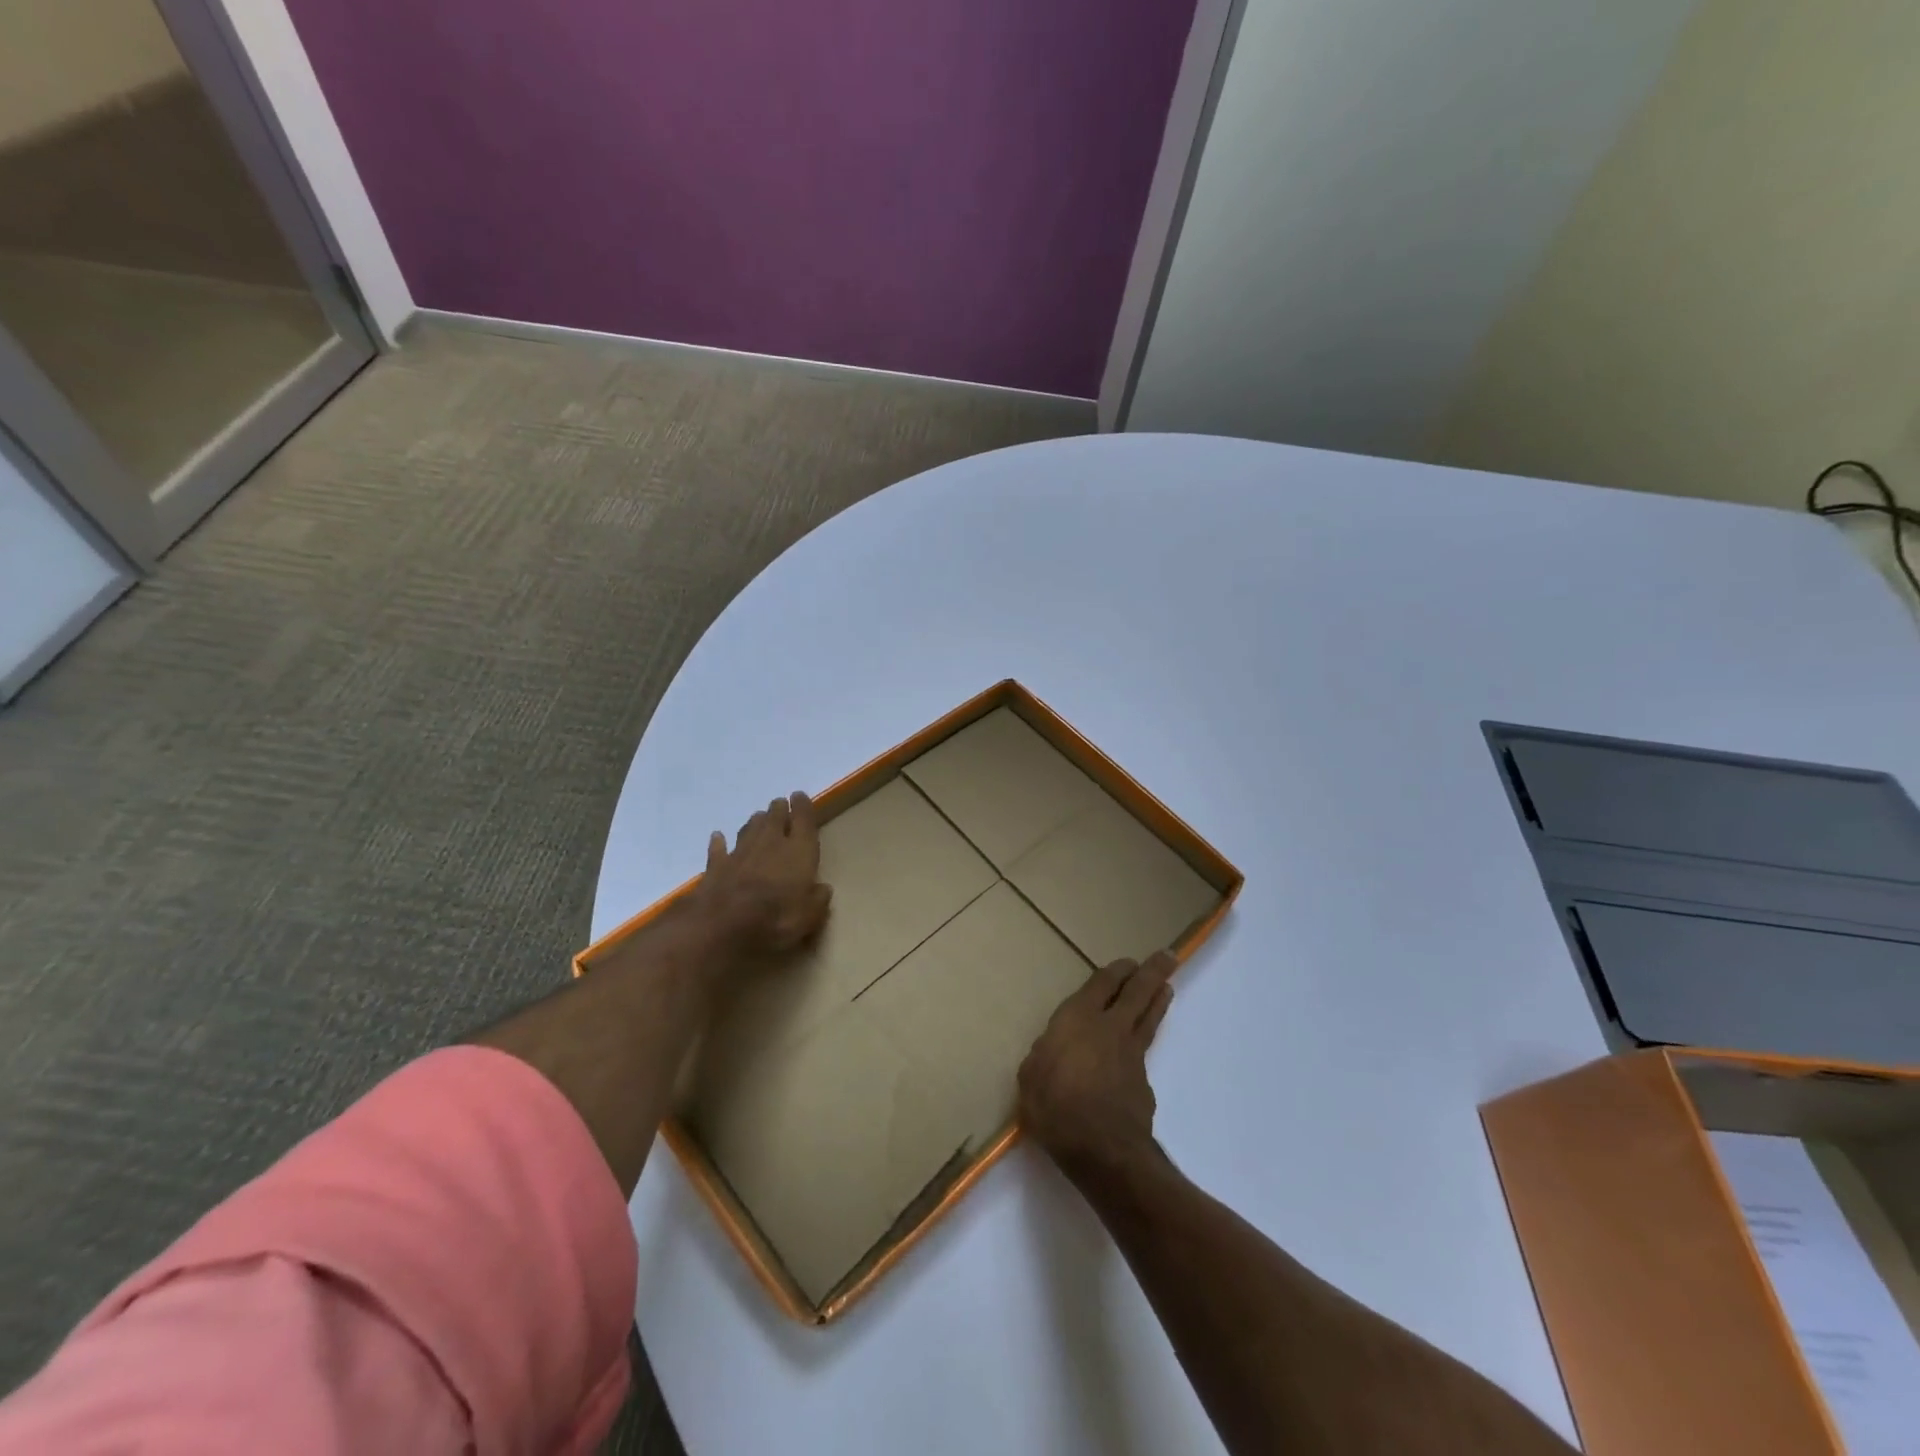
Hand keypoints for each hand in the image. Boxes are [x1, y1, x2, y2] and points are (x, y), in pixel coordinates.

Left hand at [696, 793, 832, 956]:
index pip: (804, 821)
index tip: (800, 796)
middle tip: (780, 805)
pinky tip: (718, 837)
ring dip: (756, 822)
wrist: (722, 927)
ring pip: (749, 828)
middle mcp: (770, 843)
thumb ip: (818, 900)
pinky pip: (719, 848)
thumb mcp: (809, 918)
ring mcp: (740, 853)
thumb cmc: (775, 920)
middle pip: (775, 818)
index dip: (803, 807)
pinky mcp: (716, 866)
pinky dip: (720, 842)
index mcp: (798, 852)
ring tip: (759, 818)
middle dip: (779, 810)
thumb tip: (823, 889)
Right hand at [1018, 950, 1174, 1180]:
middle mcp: (1110, 1027)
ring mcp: (1131, 1054)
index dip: (1116, 971)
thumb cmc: (1055, 1107)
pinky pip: (1144, 1051)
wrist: (1103, 1150)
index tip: (1127, 962)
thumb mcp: (1031, 1077)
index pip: (1102, 984)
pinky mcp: (1143, 1081)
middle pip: (1137, 992)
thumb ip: (1044, 1056)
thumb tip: (1054, 1051)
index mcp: (1078, 1019)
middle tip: (1167, 956)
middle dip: (1152, 971)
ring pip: (1149, 1017)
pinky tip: (1138, 1052)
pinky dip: (1145, 1042)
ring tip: (1167, 987)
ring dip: (1158, 999)